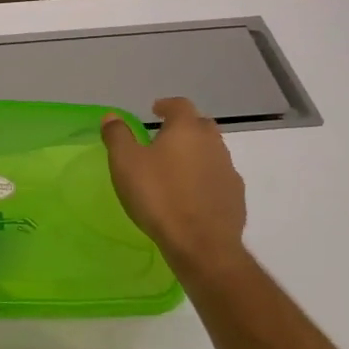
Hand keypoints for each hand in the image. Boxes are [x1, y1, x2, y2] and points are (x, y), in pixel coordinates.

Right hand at [101, 97, 247, 276]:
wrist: (201, 244)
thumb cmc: (158, 196)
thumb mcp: (125, 163)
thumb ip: (118, 135)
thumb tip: (112, 116)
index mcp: (186, 130)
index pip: (180, 105)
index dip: (166, 105)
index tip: (155, 110)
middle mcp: (213, 144)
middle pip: (201, 125)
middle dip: (184, 127)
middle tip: (164, 138)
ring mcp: (228, 171)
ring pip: (212, 152)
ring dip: (195, 153)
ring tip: (175, 168)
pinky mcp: (235, 197)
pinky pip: (218, 178)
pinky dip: (205, 178)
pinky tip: (191, 194)